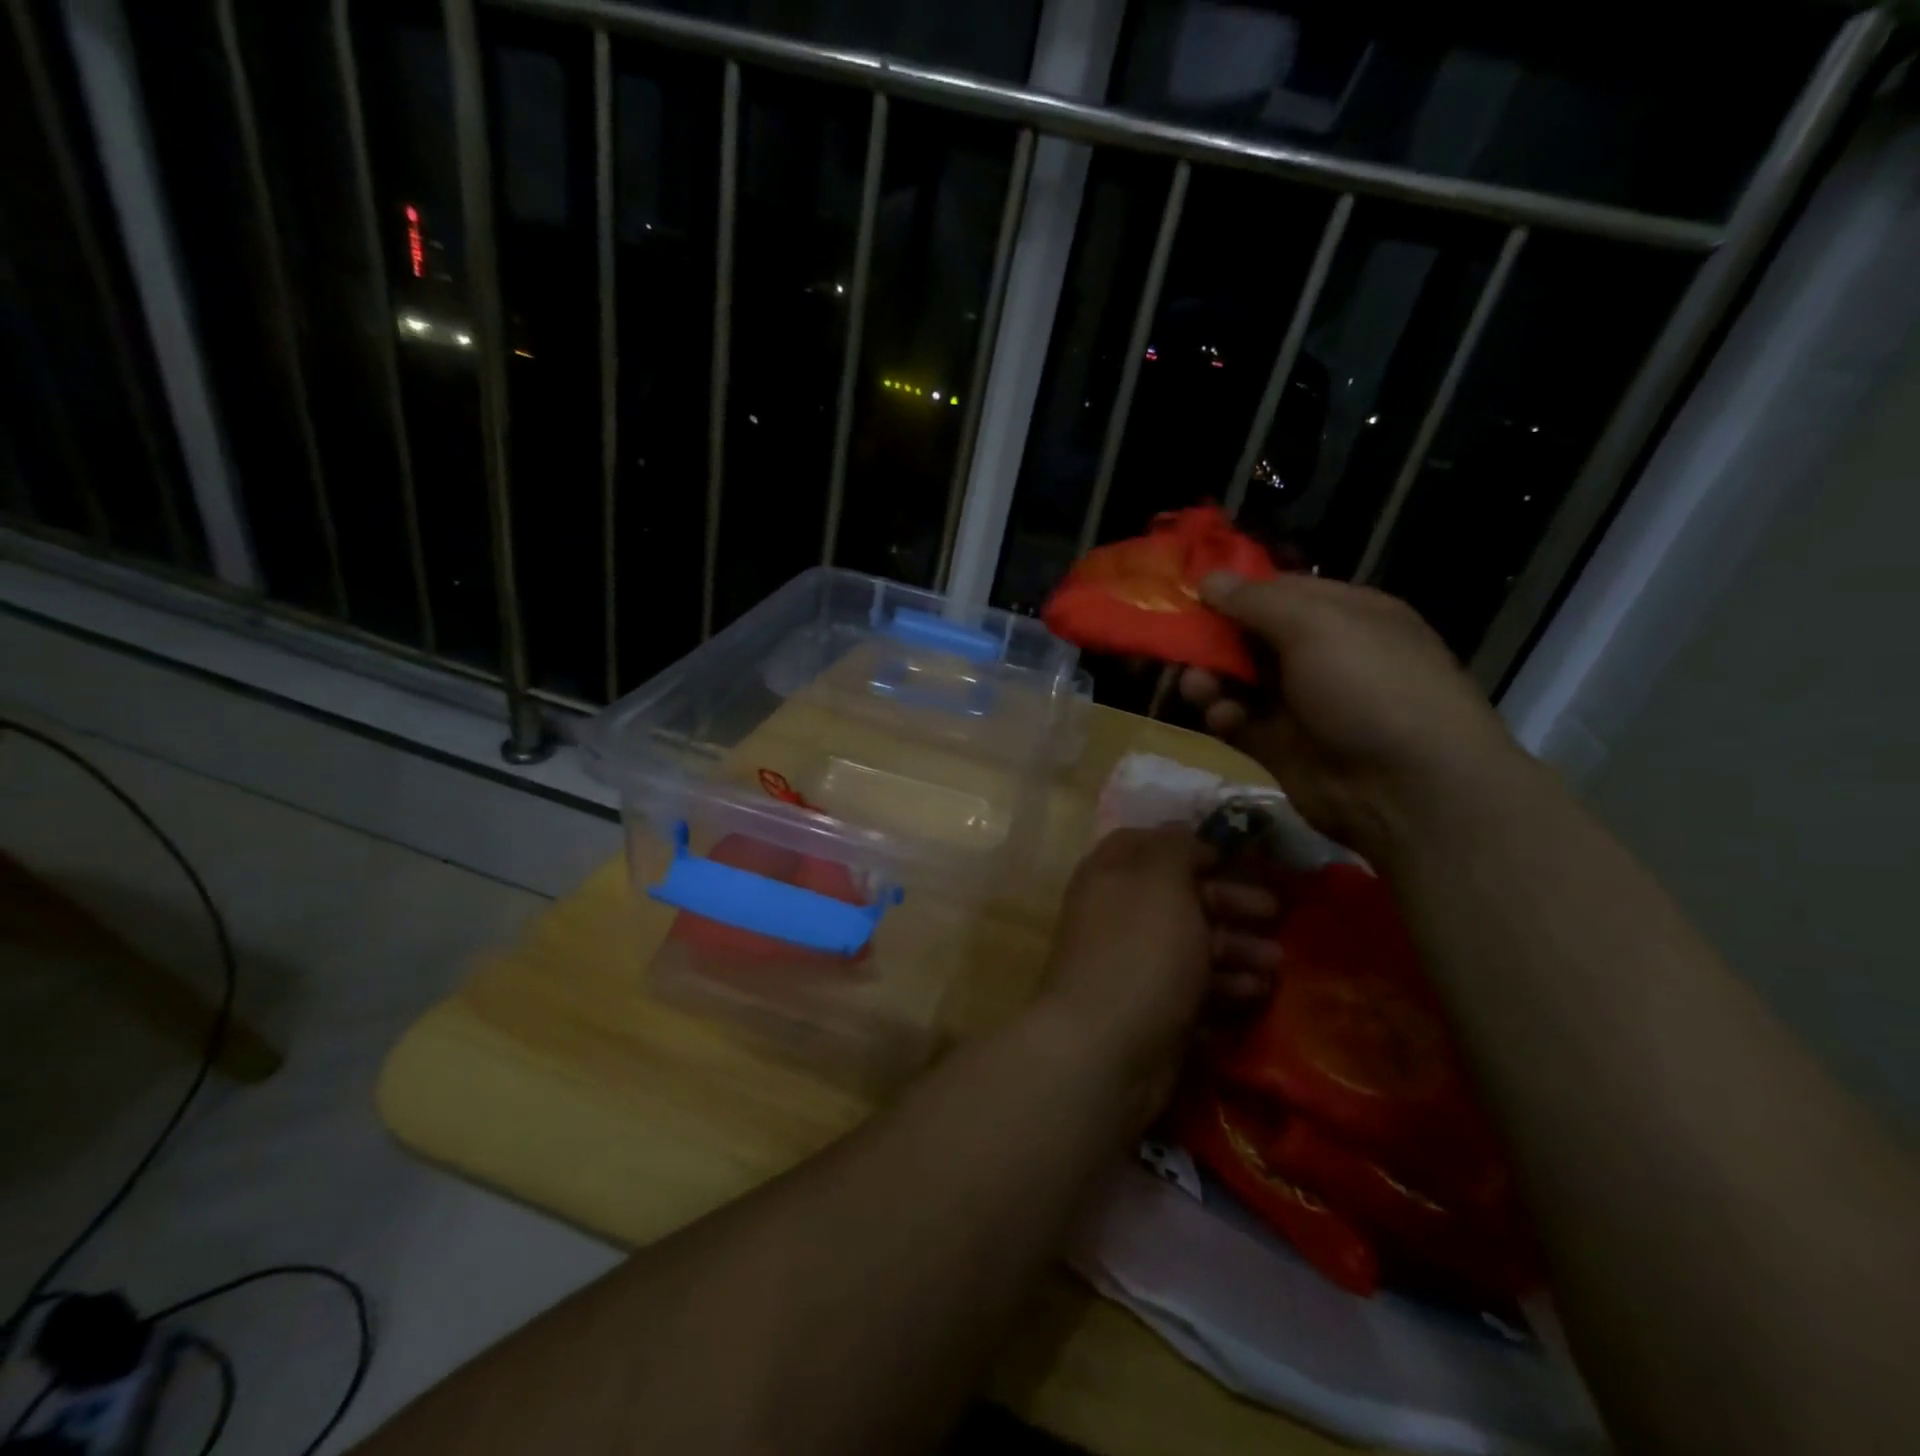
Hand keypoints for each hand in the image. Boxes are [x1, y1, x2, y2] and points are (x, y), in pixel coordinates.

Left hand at [1032, 827, 1279, 1124]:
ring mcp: (1132, 964)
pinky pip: (1193, 988)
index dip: (1188, 846)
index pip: (1146, 845)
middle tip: (1275, 912)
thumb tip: (1183, 834)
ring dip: (1237, 948)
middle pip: (1178, 896)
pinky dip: (1225, 986)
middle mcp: (1117, 914)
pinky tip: (1257, 993)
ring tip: (1276, 962)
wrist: (1107, 1046)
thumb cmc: (1140, 949)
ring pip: (1191, 944)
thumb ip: (1174, 850)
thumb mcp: (1161, 882)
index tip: (1231, 856)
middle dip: (1228, 902)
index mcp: (1110, 875)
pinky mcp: (1150, 1009)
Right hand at [1181, 572, 1533, 862]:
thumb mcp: (1316, 625)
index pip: (1278, 591)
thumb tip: (1208, 579)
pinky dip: (1224, 716)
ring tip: (1196, 686)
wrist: (1407, 788)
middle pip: (1251, 636)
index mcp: (1343, 615)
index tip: (1189, 593)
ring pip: (1238, 680)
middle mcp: (1322, 655)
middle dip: (1213, 638)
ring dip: (1211, 678)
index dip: (1234, 591)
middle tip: (1178, 643)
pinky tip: (1222, 717)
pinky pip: (1239, 721)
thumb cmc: (1369, 686)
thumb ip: (1256, 601)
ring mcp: (1301, 703)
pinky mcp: (1281, 746)